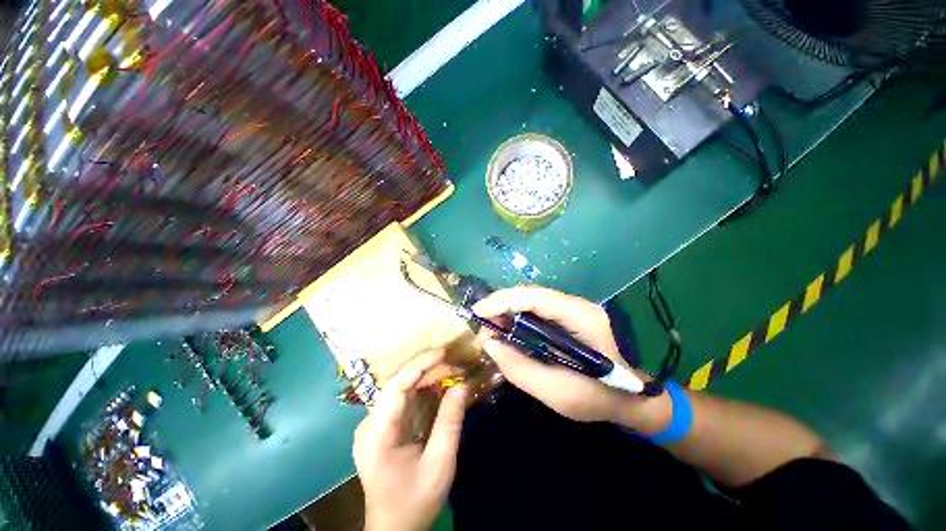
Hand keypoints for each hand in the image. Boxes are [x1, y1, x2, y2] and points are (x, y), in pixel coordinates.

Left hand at [353, 349, 468, 530]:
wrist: (394, 527)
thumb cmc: (415, 500)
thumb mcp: (439, 464)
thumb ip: (450, 422)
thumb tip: (463, 384)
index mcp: (377, 435)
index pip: (394, 388)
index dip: (417, 365)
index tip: (442, 352)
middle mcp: (369, 423)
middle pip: (398, 383)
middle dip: (427, 369)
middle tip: (455, 366)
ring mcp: (374, 424)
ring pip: (401, 387)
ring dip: (426, 376)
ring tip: (451, 372)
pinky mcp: (382, 425)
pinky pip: (403, 398)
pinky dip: (422, 388)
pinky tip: (439, 384)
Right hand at [473, 286, 669, 431]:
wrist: (632, 398)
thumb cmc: (599, 397)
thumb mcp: (559, 393)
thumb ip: (521, 369)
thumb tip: (490, 344)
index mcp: (581, 317)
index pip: (535, 297)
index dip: (503, 300)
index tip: (478, 312)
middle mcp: (576, 304)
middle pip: (530, 294)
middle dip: (500, 305)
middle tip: (480, 326)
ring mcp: (573, 308)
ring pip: (530, 299)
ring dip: (506, 310)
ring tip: (489, 329)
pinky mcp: (567, 316)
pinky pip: (535, 310)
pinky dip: (516, 317)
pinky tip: (505, 329)